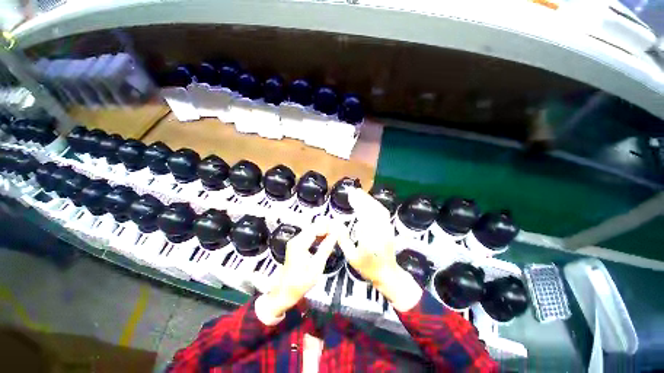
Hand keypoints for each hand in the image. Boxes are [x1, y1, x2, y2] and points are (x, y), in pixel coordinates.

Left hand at [262, 223, 337, 317]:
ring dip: (324, 231)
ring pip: (312, 230)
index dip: (329, 226)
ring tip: (335, 233)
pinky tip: (327, 238)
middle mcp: (296, 240)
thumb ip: (326, 248)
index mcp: (299, 243)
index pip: (316, 228)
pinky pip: (310, 235)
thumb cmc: (300, 282)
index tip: (339, 228)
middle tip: (339, 229)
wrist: (285, 291)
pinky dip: (319, 236)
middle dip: (327, 227)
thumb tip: (335, 236)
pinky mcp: (297, 245)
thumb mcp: (317, 266)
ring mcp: (295, 242)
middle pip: (314, 227)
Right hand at [337, 188, 422, 311]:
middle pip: (372, 209)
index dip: (357, 203)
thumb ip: (343, 239)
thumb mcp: (351, 256)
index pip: (364, 215)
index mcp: (370, 238)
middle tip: (353, 191)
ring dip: (369, 199)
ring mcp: (387, 228)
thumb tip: (335, 223)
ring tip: (360, 193)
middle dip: (363, 198)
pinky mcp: (389, 227)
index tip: (351, 195)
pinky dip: (375, 204)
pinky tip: (369, 202)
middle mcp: (380, 230)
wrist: (388, 273)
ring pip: (379, 209)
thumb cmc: (368, 267)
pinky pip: (383, 213)